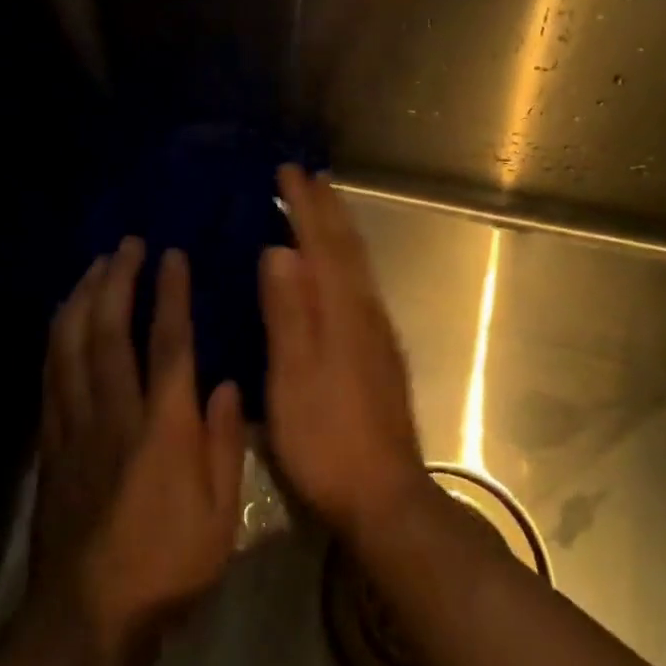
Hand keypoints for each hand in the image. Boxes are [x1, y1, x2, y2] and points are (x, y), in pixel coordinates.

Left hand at [27, 239, 244, 665]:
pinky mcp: (50, 448)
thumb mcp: (221, 513)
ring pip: (70, 347)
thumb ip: (225, 443)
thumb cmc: (168, 566)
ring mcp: (74, 428)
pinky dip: (56, 339)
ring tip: (94, 268)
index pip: (168, 342)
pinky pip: (50, 378)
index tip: (172, 254)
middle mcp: (114, 414)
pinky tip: (62, 322)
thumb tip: (227, 384)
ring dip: (82, 300)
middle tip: (127, 245)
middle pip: (108, 331)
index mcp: (163, 426)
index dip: (170, 293)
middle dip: (117, 280)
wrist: (86, 620)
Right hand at [259, 167, 431, 546]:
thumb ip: (289, 314)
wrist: (384, 494)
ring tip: (321, 208)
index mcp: (342, 312)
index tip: (288, 171)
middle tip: (306, 177)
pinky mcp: (379, 354)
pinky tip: (335, 271)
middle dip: (327, 209)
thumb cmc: (327, 440)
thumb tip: (281, 249)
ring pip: (358, 266)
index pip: (323, 244)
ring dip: (339, 230)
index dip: (305, 206)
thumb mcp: (294, 379)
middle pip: (348, 248)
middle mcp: (366, 312)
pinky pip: (360, 286)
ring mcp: (377, 333)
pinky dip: (345, 261)